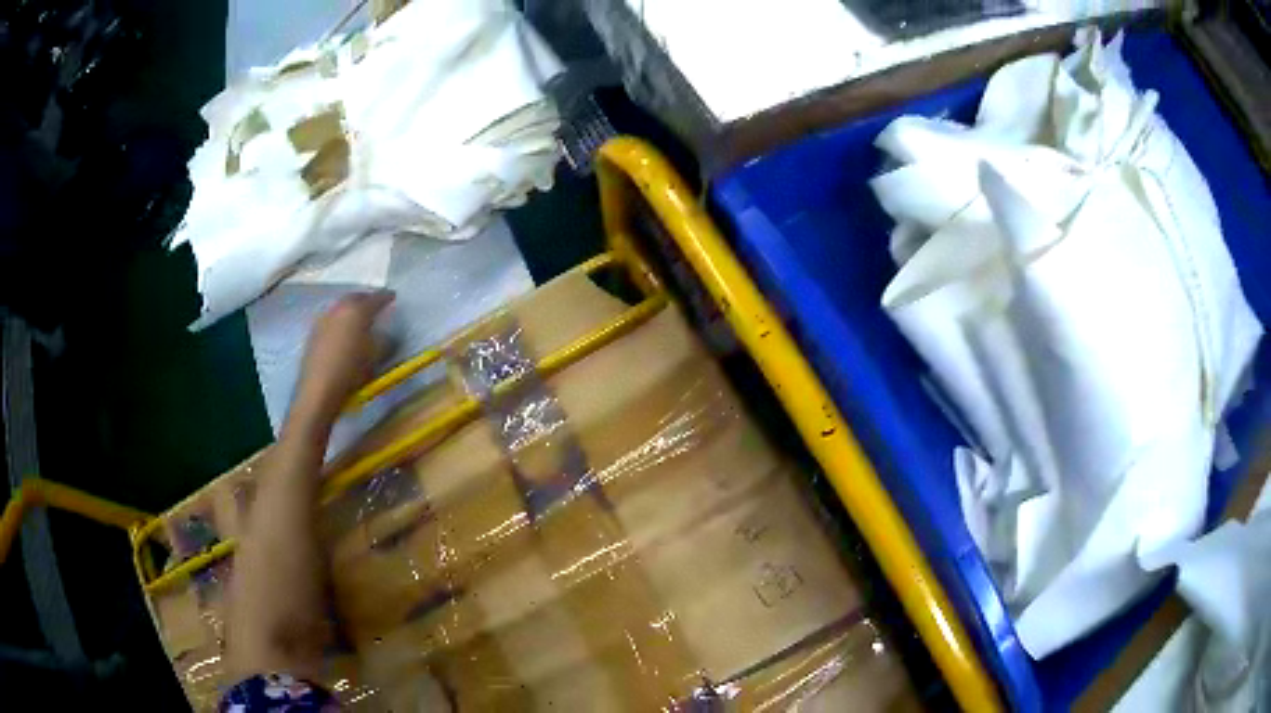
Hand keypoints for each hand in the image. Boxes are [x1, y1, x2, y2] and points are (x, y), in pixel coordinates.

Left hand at [286, 291, 393, 435]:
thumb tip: (386, 334)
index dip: (386, 297)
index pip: (376, 298)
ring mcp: (324, 319)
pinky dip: (340, 321)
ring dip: (351, 310)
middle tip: (375, 305)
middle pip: (355, 297)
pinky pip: (331, 319)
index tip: (393, 297)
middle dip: (366, 299)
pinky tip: (343, 333)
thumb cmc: (351, 372)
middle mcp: (339, 309)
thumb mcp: (375, 357)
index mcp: (357, 311)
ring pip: (341, 307)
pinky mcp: (314, 332)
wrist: (319, 389)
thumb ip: (384, 341)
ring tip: (359, 319)